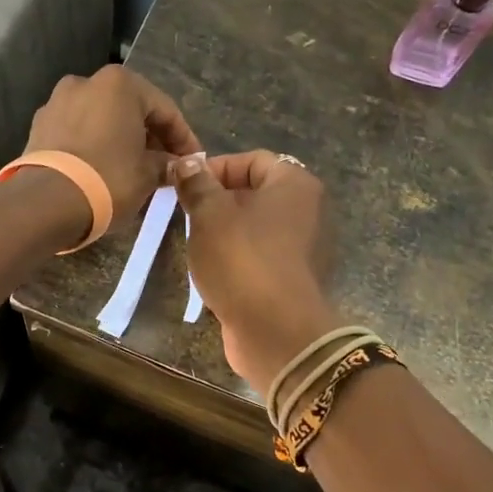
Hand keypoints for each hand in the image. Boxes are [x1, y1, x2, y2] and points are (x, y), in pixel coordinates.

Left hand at [22, 67, 201, 231]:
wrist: (46, 202)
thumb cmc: (108, 179)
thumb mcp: (148, 174)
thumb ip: (166, 163)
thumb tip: (175, 165)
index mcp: (120, 84)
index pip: (165, 109)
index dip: (183, 138)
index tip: (193, 161)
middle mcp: (87, 82)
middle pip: (131, 109)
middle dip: (150, 136)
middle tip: (165, 165)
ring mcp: (58, 101)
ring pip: (102, 119)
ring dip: (121, 139)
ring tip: (133, 169)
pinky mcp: (39, 125)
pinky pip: (78, 131)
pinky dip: (94, 145)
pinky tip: (103, 169)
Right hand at [171, 150, 337, 395]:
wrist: (276, 331)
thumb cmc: (242, 260)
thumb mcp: (209, 215)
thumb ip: (197, 184)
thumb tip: (186, 162)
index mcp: (294, 184)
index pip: (252, 160)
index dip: (215, 168)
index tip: (185, 187)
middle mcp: (308, 211)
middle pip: (255, 193)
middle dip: (217, 201)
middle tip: (186, 216)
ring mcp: (305, 248)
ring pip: (256, 227)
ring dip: (225, 232)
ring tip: (196, 245)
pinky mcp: (294, 279)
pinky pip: (261, 256)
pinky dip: (238, 259)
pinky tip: (214, 272)